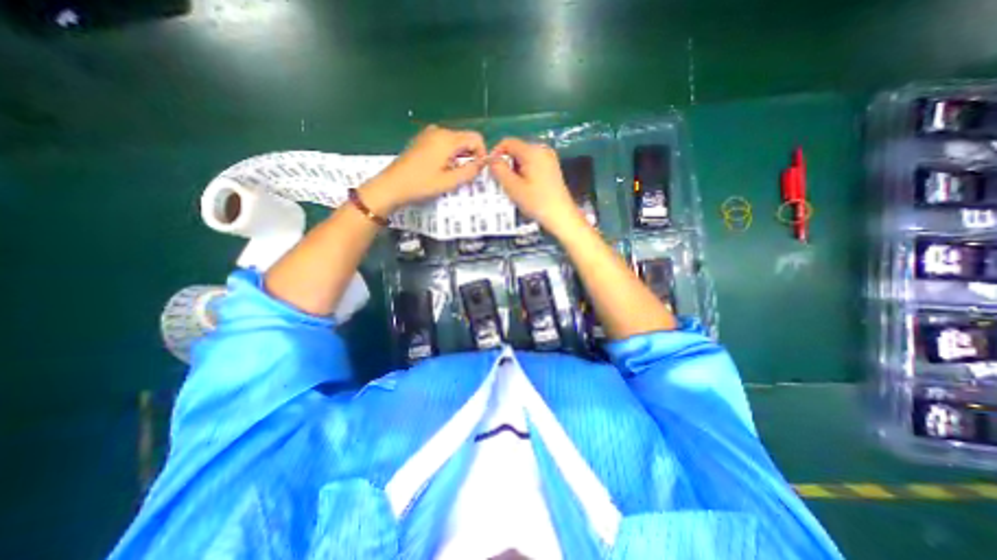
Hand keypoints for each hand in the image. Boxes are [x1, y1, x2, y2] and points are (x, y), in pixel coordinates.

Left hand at [363, 125, 488, 214]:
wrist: (392, 185)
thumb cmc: (421, 184)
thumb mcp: (449, 182)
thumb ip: (469, 171)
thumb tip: (483, 164)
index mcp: (447, 139)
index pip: (476, 138)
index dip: (482, 153)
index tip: (478, 170)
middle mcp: (439, 131)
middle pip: (465, 138)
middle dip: (471, 155)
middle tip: (467, 175)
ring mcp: (429, 134)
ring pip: (455, 142)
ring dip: (460, 156)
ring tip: (453, 174)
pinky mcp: (422, 140)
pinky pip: (444, 143)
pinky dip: (449, 154)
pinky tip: (442, 169)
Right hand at [489, 139, 584, 235]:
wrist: (561, 215)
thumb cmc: (536, 202)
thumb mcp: (513, 187)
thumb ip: (499, 170)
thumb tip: (491, 159)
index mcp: (532, 151)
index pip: (508, 142)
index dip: (496, 153)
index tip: (491, 170)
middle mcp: (542, 149)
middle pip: (516, 150)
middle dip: (506, 163)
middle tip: (502, 182)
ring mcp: (549, 158)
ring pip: (523, 158)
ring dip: (515, 169)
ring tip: (513, 187)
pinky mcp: (551, 167)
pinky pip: (532, 164)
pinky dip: (524, 172)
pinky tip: (524, 187)